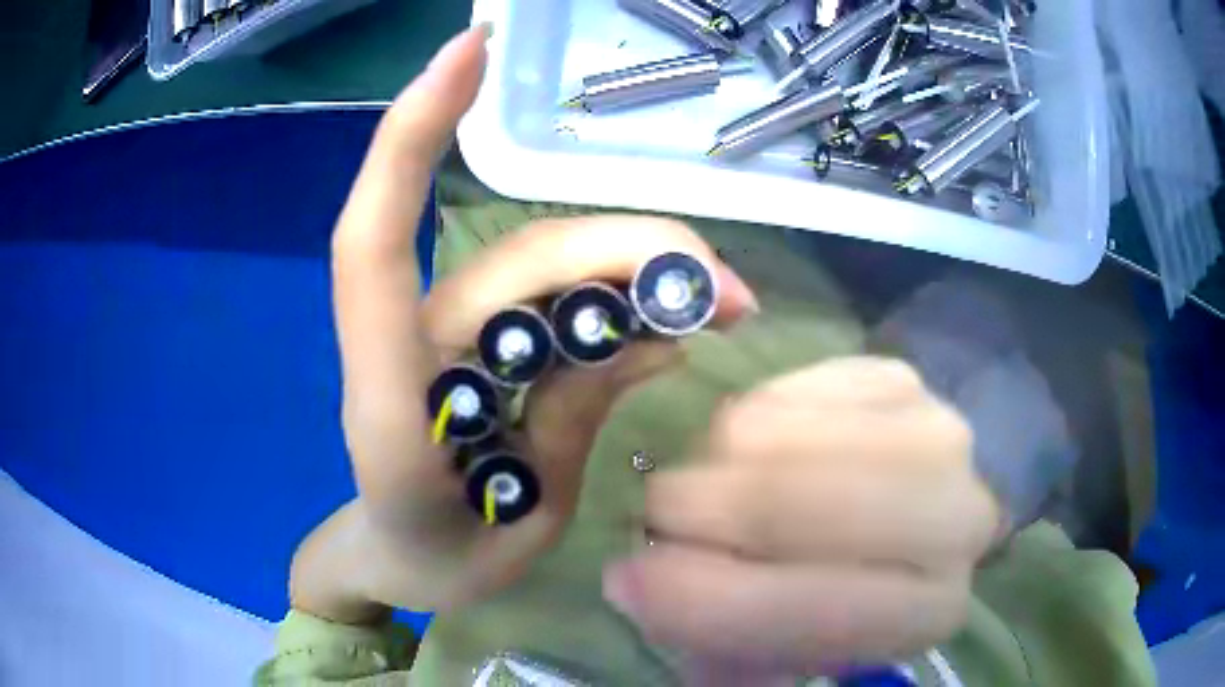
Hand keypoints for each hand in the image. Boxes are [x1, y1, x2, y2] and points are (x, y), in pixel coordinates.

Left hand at [310, 24, 757, 618]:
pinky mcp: (477, 339)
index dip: (412, 136)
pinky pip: (554, 294)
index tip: (470, 48)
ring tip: (722, 304)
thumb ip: (576, 423)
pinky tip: (677, 316)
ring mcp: (444, 334)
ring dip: (640, 269)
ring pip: (548, 266)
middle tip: (729, 294)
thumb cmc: (440, 558)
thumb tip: (661, 336)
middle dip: (632, 254)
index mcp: (391, 400)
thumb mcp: (522, 516)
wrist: (403, 564)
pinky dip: (621, 294)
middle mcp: (410, 343)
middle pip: (522, 256)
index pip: (375, 241)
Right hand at [602, 358, 1000, 679]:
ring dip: (714, 462)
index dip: (699, 601)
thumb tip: (633, 582)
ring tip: (710, 484)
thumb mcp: (786, 643)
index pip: (804, 611)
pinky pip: (785, 388)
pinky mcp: (896, 375)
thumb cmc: (846, 591)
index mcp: (929, 610)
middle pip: (792, 504)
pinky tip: (756, 449)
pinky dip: (747, 418)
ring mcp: (931, 429)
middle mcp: (954, 519)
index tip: (623, 581)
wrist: (912, 514)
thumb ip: (715, 630)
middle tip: (659, 515)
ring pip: (780, 436)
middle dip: (697, 510)